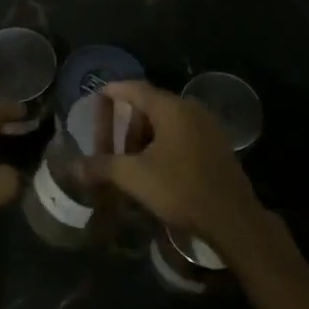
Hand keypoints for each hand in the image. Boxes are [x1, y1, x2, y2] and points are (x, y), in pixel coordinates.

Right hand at [100, 81, 268, 257]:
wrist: (233, 219)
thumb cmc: (181, 189)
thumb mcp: (135, 177)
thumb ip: (103, 166)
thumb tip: (75, 166)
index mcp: (172, 108)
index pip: (135, 89)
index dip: (113, 91)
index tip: (96, 96)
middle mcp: (191, 109)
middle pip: (149, 107)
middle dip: (127, 126)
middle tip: (110, 148)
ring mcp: (207, 127)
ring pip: (166, 124)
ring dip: (144, 139)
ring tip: (131, 165)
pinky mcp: (216, 146)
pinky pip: (181, 136)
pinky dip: (162, 146)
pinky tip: (155, 170)